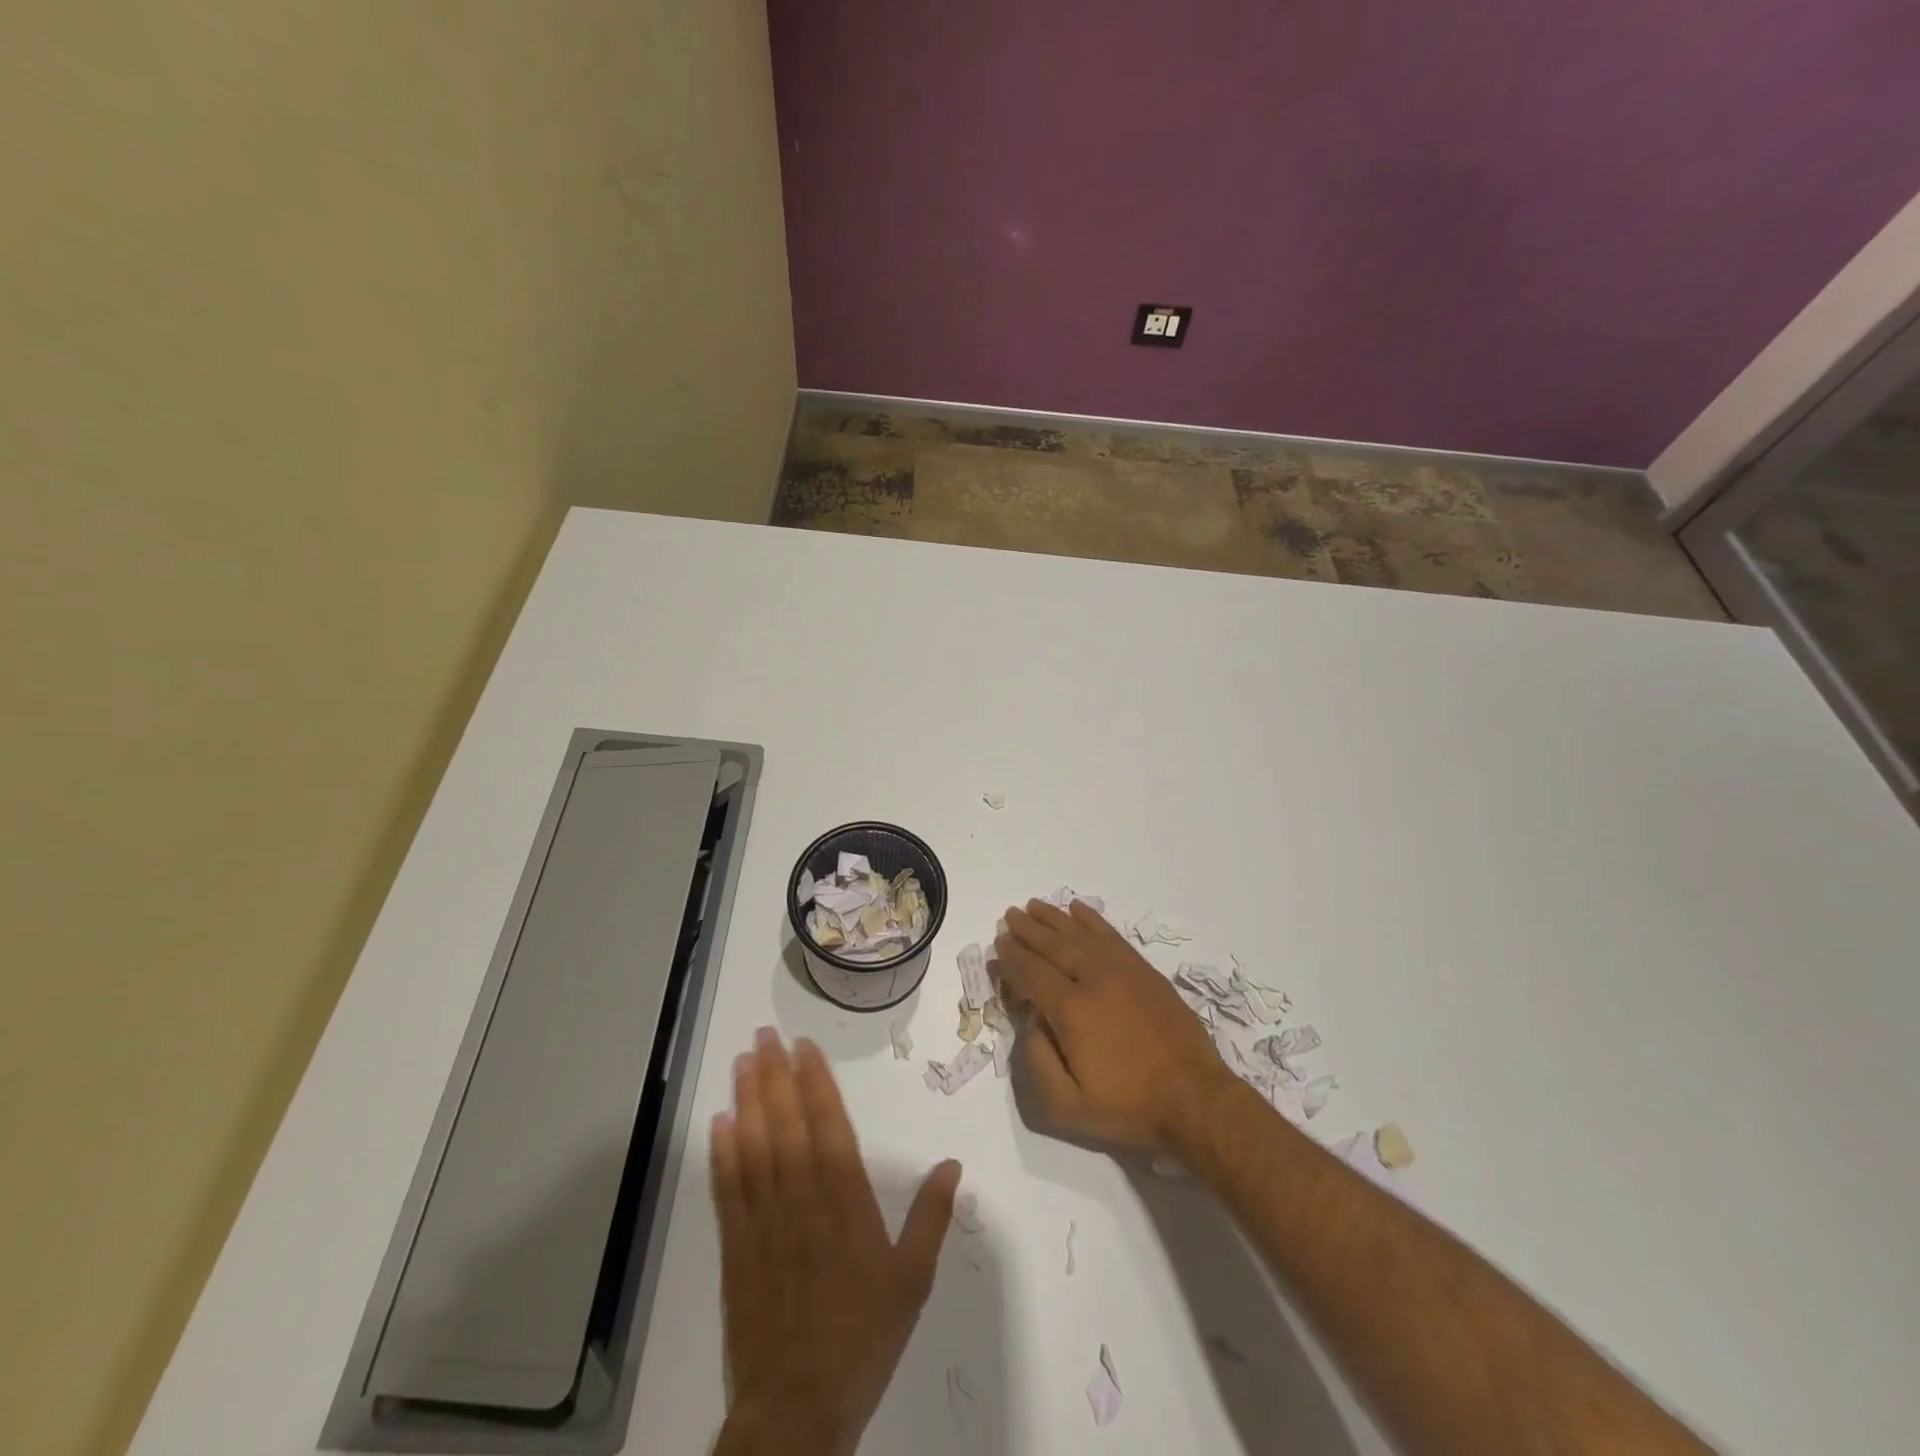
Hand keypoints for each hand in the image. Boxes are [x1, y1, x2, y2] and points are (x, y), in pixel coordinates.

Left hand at [711, 1027, 961, 1455]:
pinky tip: (720, 1123)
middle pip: (786, 1125)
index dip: (815, 1082)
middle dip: (775, 1076)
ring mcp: (764, 1222)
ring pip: (754, 1147)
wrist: (796, 1410)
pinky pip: (728, 1190)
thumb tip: (951, 1164)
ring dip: (747, 1101)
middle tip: (764, 1036)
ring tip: (742, 1062)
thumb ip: (931, 1218)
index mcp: (845, 1203)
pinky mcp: (737, 1248)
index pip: (829, 1126)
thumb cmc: (862, 1339)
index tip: (803, 1047)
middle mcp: (802, 1200)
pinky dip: (722, 1154)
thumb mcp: (912, 1281)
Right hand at [995, 899, 1234, 1151]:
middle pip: (1052, 945)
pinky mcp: (1144, 970)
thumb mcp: (1067, 1105)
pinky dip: (1091, 919)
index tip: (998, 943)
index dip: (1012, 957)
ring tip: (1034, 906)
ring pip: (1079, 934)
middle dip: (1027, 930)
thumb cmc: (1128, 1105)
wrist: (1193, 1098)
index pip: (1031, 973)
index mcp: (1070, 1010)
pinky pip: (1111, 935)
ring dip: (1054, 918)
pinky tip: (1077, 909)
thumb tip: (1030, 1023)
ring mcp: (1121, 970)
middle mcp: (1093, 979)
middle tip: (1009, 916)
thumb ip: (1037, 1062)